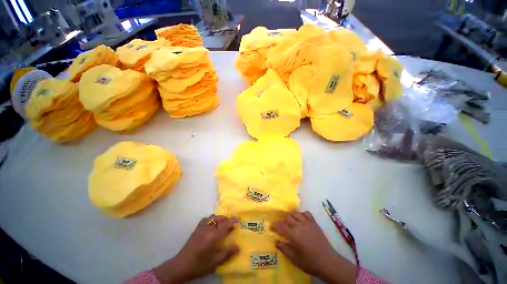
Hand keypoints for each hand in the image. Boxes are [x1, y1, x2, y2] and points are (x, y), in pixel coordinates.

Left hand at [154, 215, 239, 282]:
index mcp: (213, 235)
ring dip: (219, 219)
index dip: (233, 220)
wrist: (181, 266)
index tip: (239, 219)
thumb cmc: (200, 264)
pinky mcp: (196, 229)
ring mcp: (201, 227)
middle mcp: (208, 228)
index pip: (226, 224)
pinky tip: (212, 226)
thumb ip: (227, 253)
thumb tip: (238, 247)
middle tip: (231, 225)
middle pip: (219, 218)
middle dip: (227, 219)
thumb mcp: (215, 261)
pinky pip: (206, 219)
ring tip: (222, 225)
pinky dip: (212, 219)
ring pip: (213, 217)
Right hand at [271, 211, 357, 283]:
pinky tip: (302, 220)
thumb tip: (276, 241)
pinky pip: (306, 213)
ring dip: (292, 215)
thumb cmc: (309, 262)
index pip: (280, 226)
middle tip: (283, 225)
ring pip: (296, 212)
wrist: (327, 261)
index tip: (271, 226)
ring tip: (292, 221)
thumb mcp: (294, 259)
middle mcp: (299, 225)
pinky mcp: (314, 223)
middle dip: (283, 219)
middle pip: (287, 216)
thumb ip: (284, 249)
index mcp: (293, 235)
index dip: (275, 225)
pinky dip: (302, 214)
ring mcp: (307, 223)